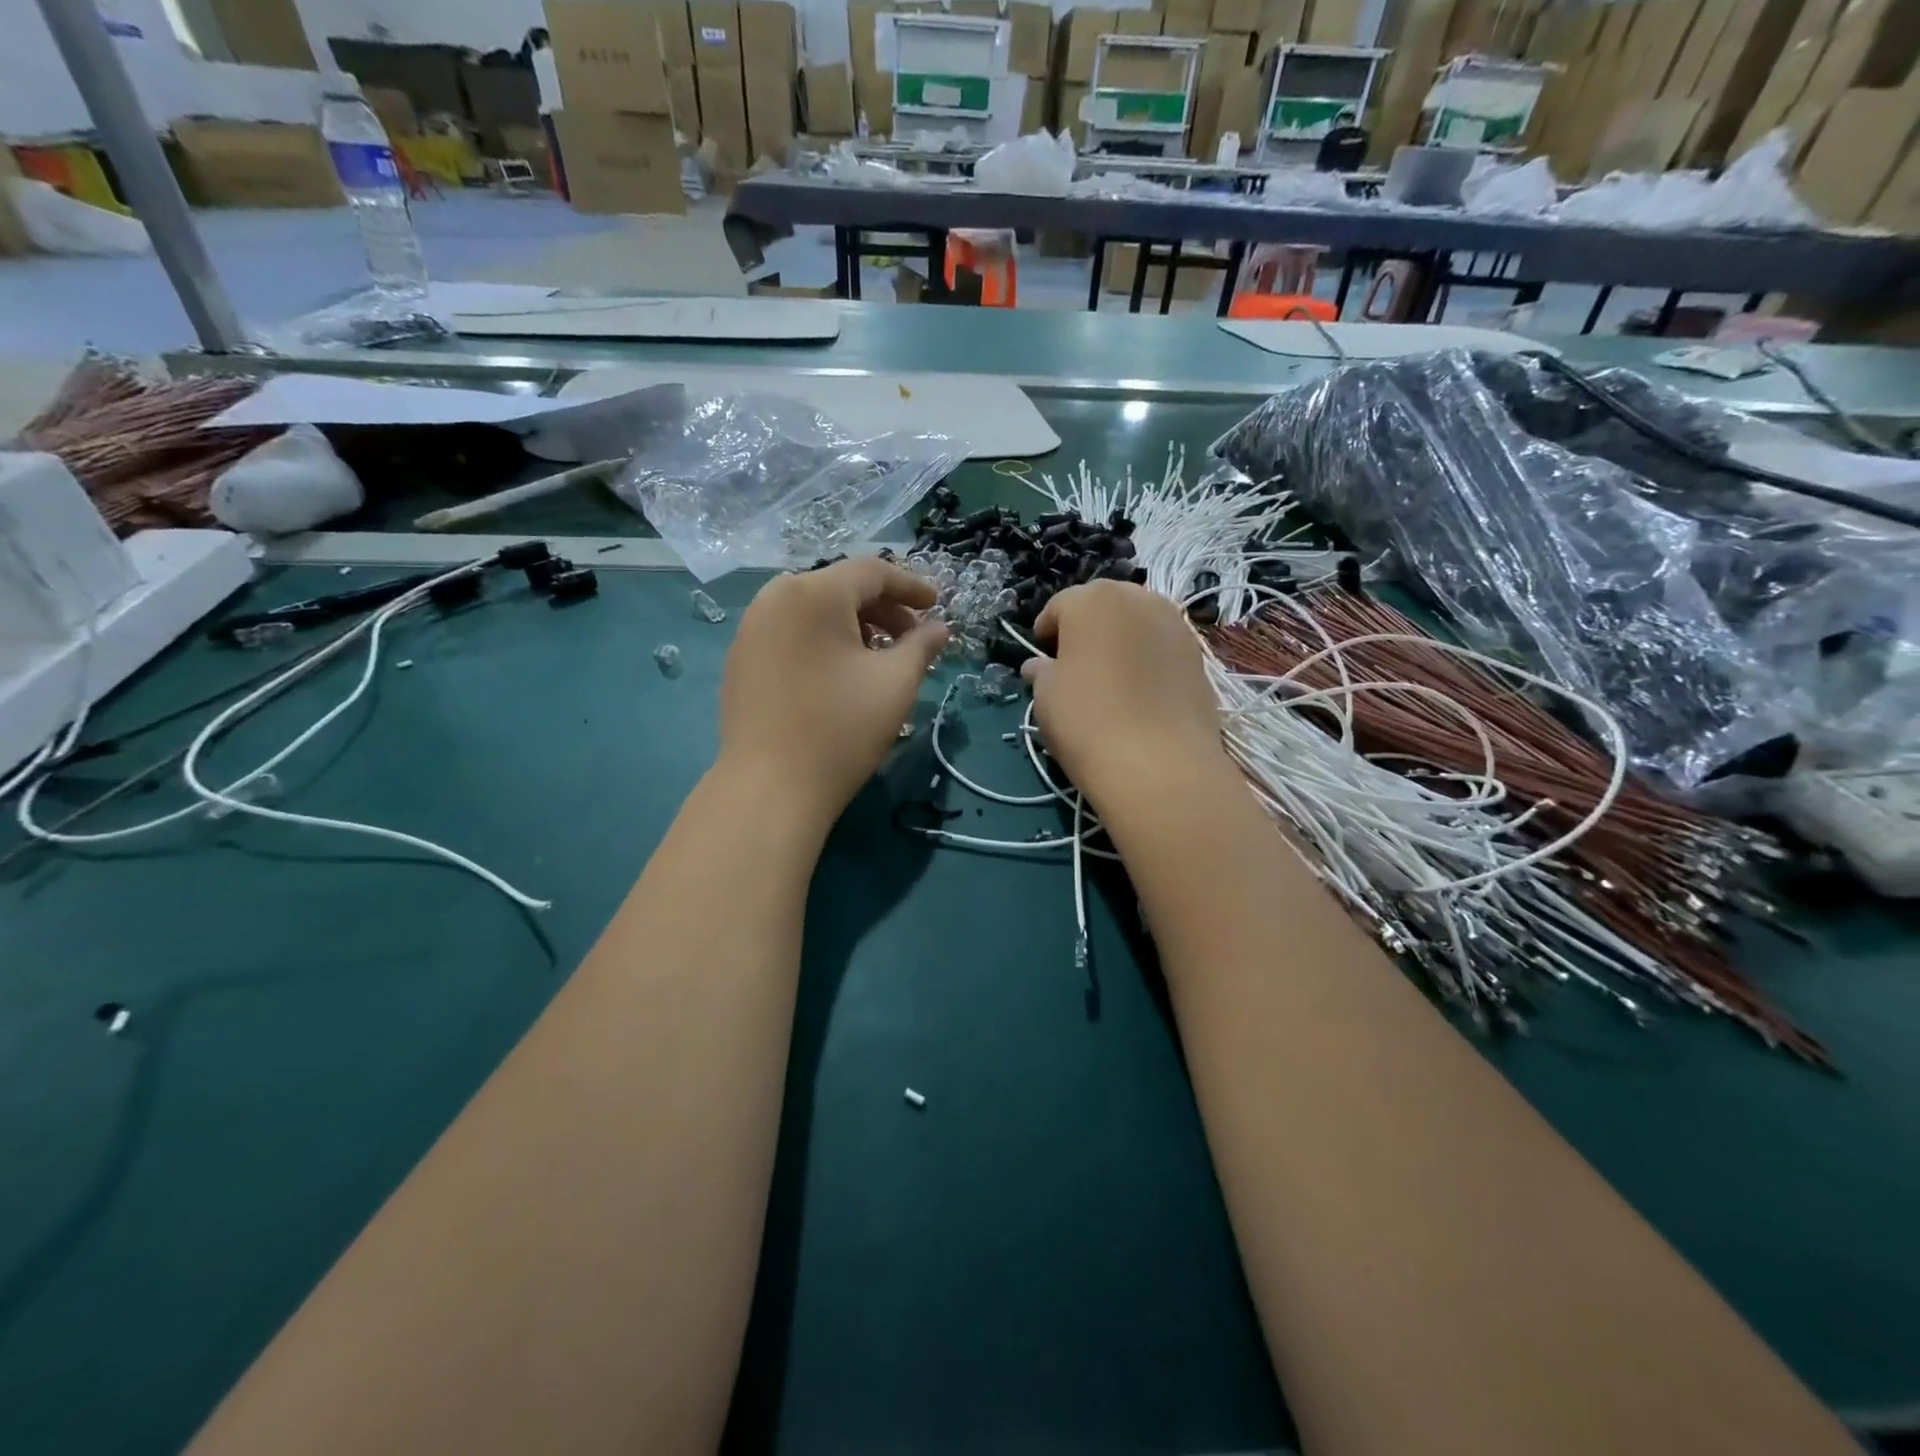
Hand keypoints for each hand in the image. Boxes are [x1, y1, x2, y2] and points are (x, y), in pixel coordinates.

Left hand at [718, 557, 947, 824]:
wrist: (770, 787)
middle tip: (912, 637)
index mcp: (813, 593)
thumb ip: (922, 646)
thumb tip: (939, 628)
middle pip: (839, 588)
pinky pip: (790, 633)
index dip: (911, 585)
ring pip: (813, 611)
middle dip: (882, 608)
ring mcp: (750, 629)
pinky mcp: (740, 659)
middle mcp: (774, 598)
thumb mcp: (896, 683)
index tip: (937, 605)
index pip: (872, 572)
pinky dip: (822, 641)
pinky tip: (839, 674)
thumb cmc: (841, 728)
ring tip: (879, 658)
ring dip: (853, 625)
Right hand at [1022, 581, 1226, 810]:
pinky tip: (1140, 693)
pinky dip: (1147, 659)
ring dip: (1120, 642)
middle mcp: (1136, 597)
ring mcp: (1174, 623)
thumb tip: (1039, 666)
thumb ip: (1042, 672)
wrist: (1159, 763)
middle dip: (1087, 630)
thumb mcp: (1046, 697)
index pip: (1059, 607)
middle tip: (1076, 668)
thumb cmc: (1087, 720)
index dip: (1046, 634)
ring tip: (1110, 680)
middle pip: (1103, 607)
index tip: (1042, 662)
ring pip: (1136, 623)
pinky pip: (1161, 646)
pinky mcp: (1198, 653)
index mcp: (1091, 599)